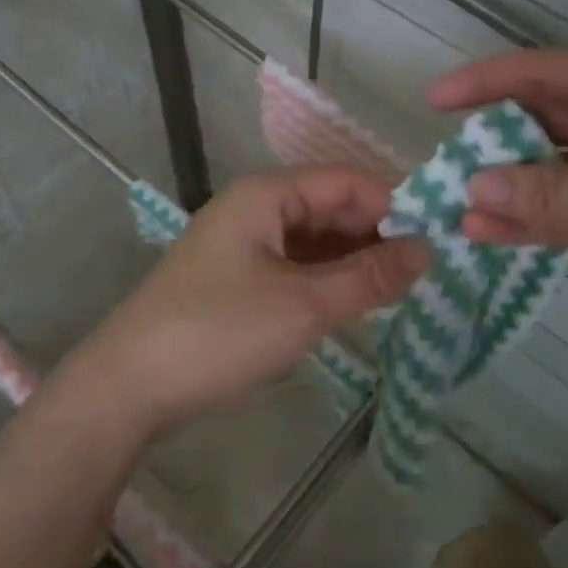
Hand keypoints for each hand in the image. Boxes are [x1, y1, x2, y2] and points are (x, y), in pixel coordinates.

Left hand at [66, 168, 427, 434]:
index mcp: (267, 195)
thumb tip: (427, 250)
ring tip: (401, 293)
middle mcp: (255, 209)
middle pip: (331, 208)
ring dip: (355, 262)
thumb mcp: (304, 306)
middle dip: (377, 236)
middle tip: (428, 275)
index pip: (346, 182)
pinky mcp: (237, 280)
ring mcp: (244, 245)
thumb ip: (369, 277)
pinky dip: (327, 282)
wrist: (128, 386)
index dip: (394, 205)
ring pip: (315, 241)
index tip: (439, 241)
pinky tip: (356, 306)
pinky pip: (295, 267)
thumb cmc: (218, 333)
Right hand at [429, 48, 567, 363]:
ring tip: (456, 209)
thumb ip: (544, 193)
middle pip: (548, 121)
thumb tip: (469, 189)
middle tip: (442, 166)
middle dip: (496, 145)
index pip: (547, 74)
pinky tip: (491, 233)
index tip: (433, 101)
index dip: (486, 84)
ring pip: (558, 170)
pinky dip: (537, 220)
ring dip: (512, 190)